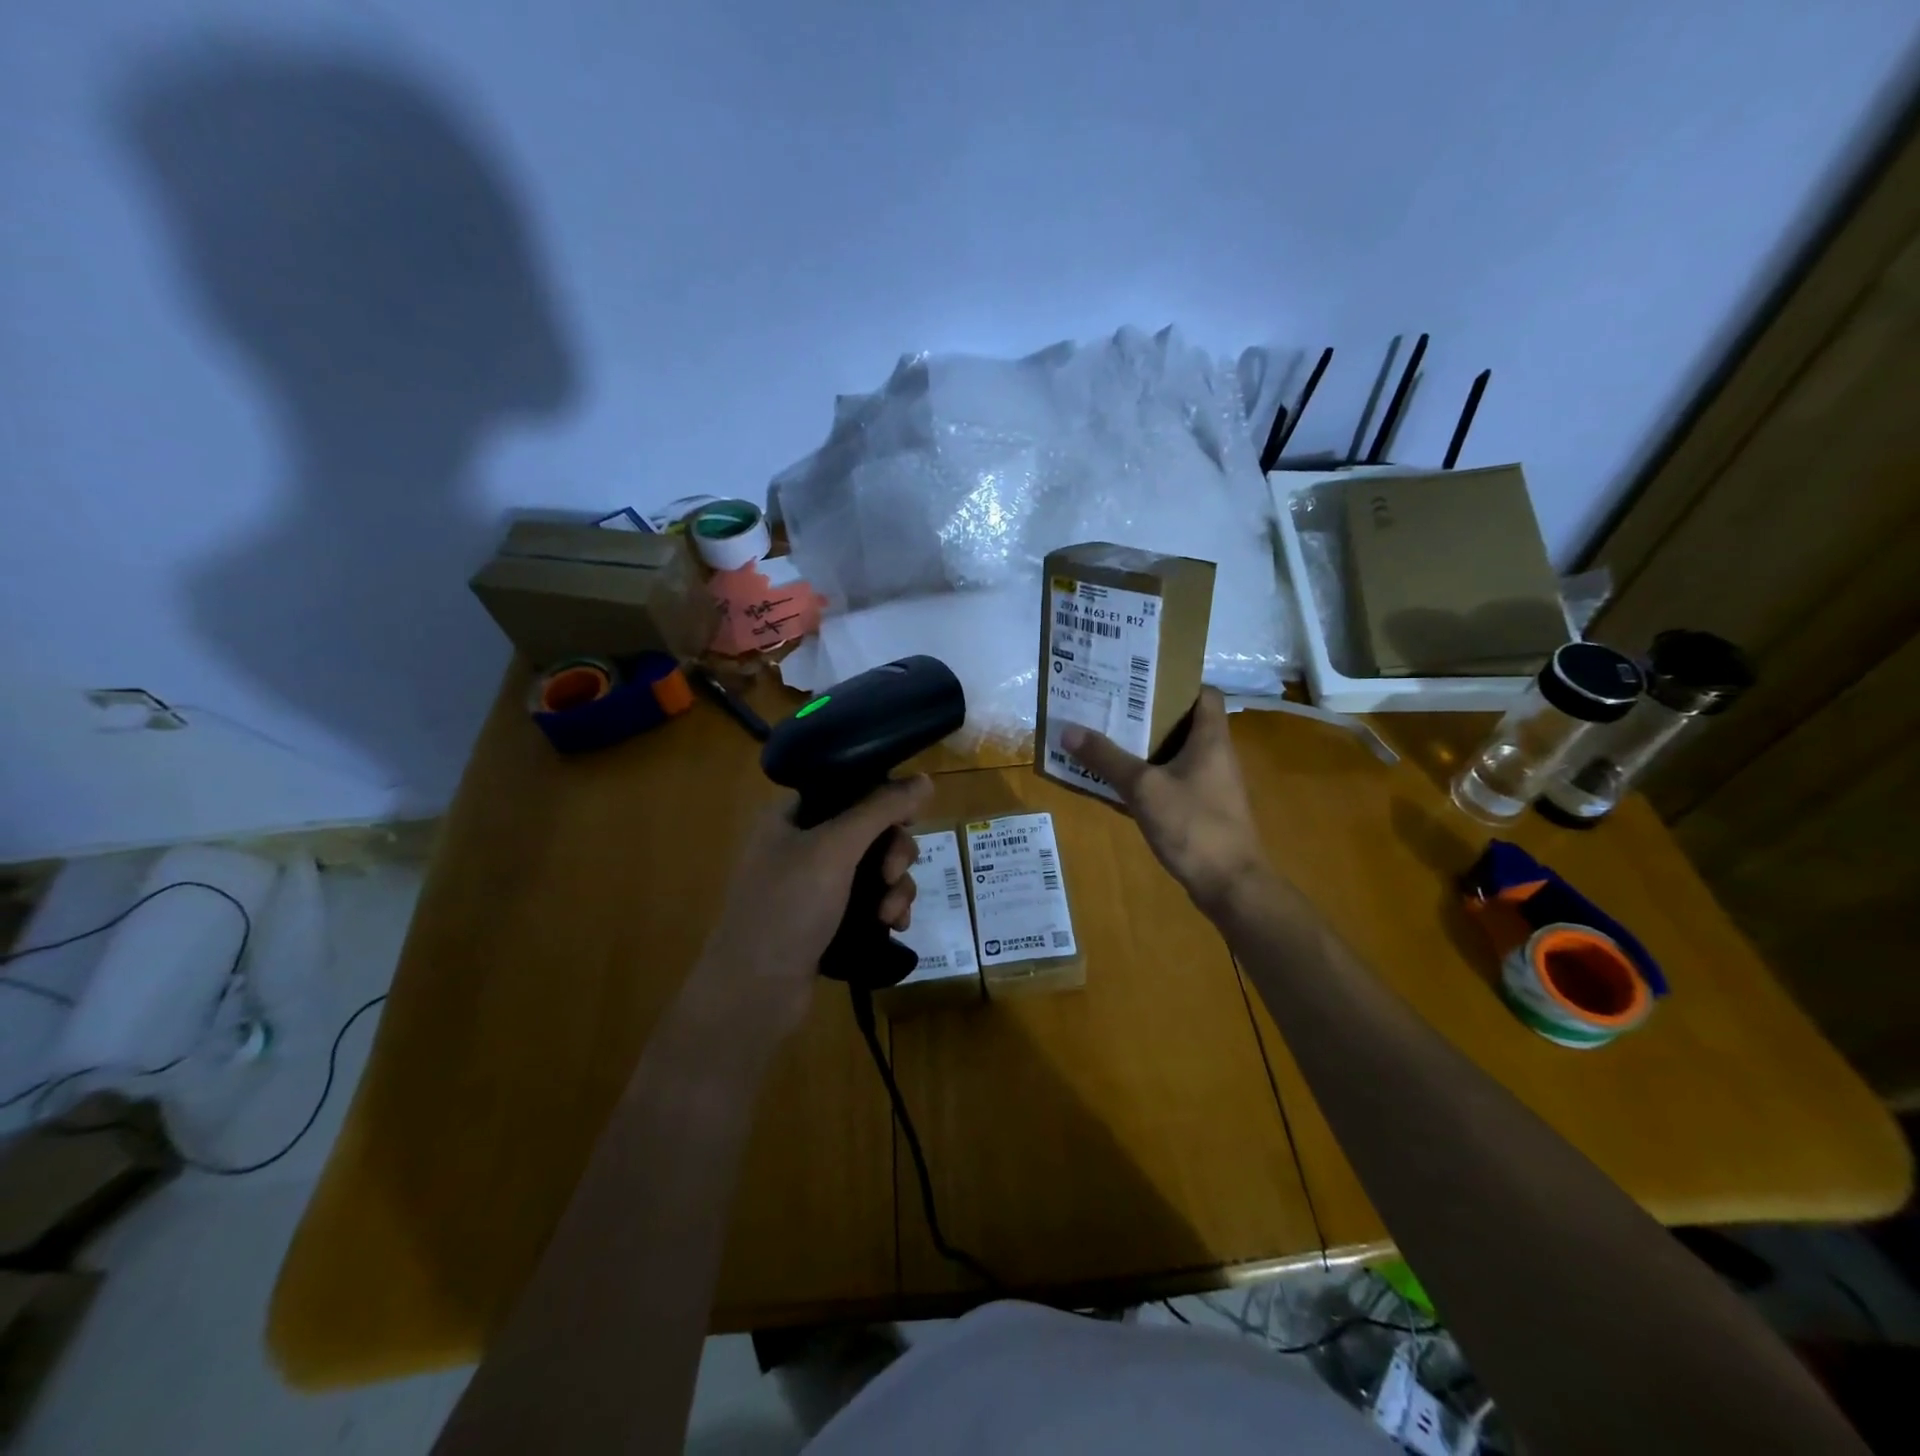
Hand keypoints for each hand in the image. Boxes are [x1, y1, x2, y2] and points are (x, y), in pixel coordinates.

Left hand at [691, 775, 932, 1042]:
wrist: (753, 992)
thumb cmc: (787, 907)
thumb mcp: (835, 849)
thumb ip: (880, 809)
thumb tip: (925, 779)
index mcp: (793, 815)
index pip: (849, 787)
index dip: (885, 798)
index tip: (911, 817)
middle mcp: (803, 843)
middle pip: (870, 829)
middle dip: (894, 852)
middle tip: (893, 874)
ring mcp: (815, 884)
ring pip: (876, 868)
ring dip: (896, 887)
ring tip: (892, 915)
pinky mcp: (828, 919)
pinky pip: (871, 900)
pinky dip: (888, 909)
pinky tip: (894, 927)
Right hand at [1061, 689, 1272, 917]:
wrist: (1230, 885)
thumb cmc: (1193, 825)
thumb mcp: (1143, 787)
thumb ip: (1107, 758)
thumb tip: (1068, 729)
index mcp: (1210, 739)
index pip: (1203, 693)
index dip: (1175, 682)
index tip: (1138, 680)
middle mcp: (1214, 756)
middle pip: (1182, 722)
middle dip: (1145, 714)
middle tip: (1108, 706)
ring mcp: (1209, 785)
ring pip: (1173, 754)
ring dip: (1142, 748)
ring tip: (1103, 738)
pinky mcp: (1201, 811)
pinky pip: (1169, 783)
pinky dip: (1146, 779)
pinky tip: (1115, 784)